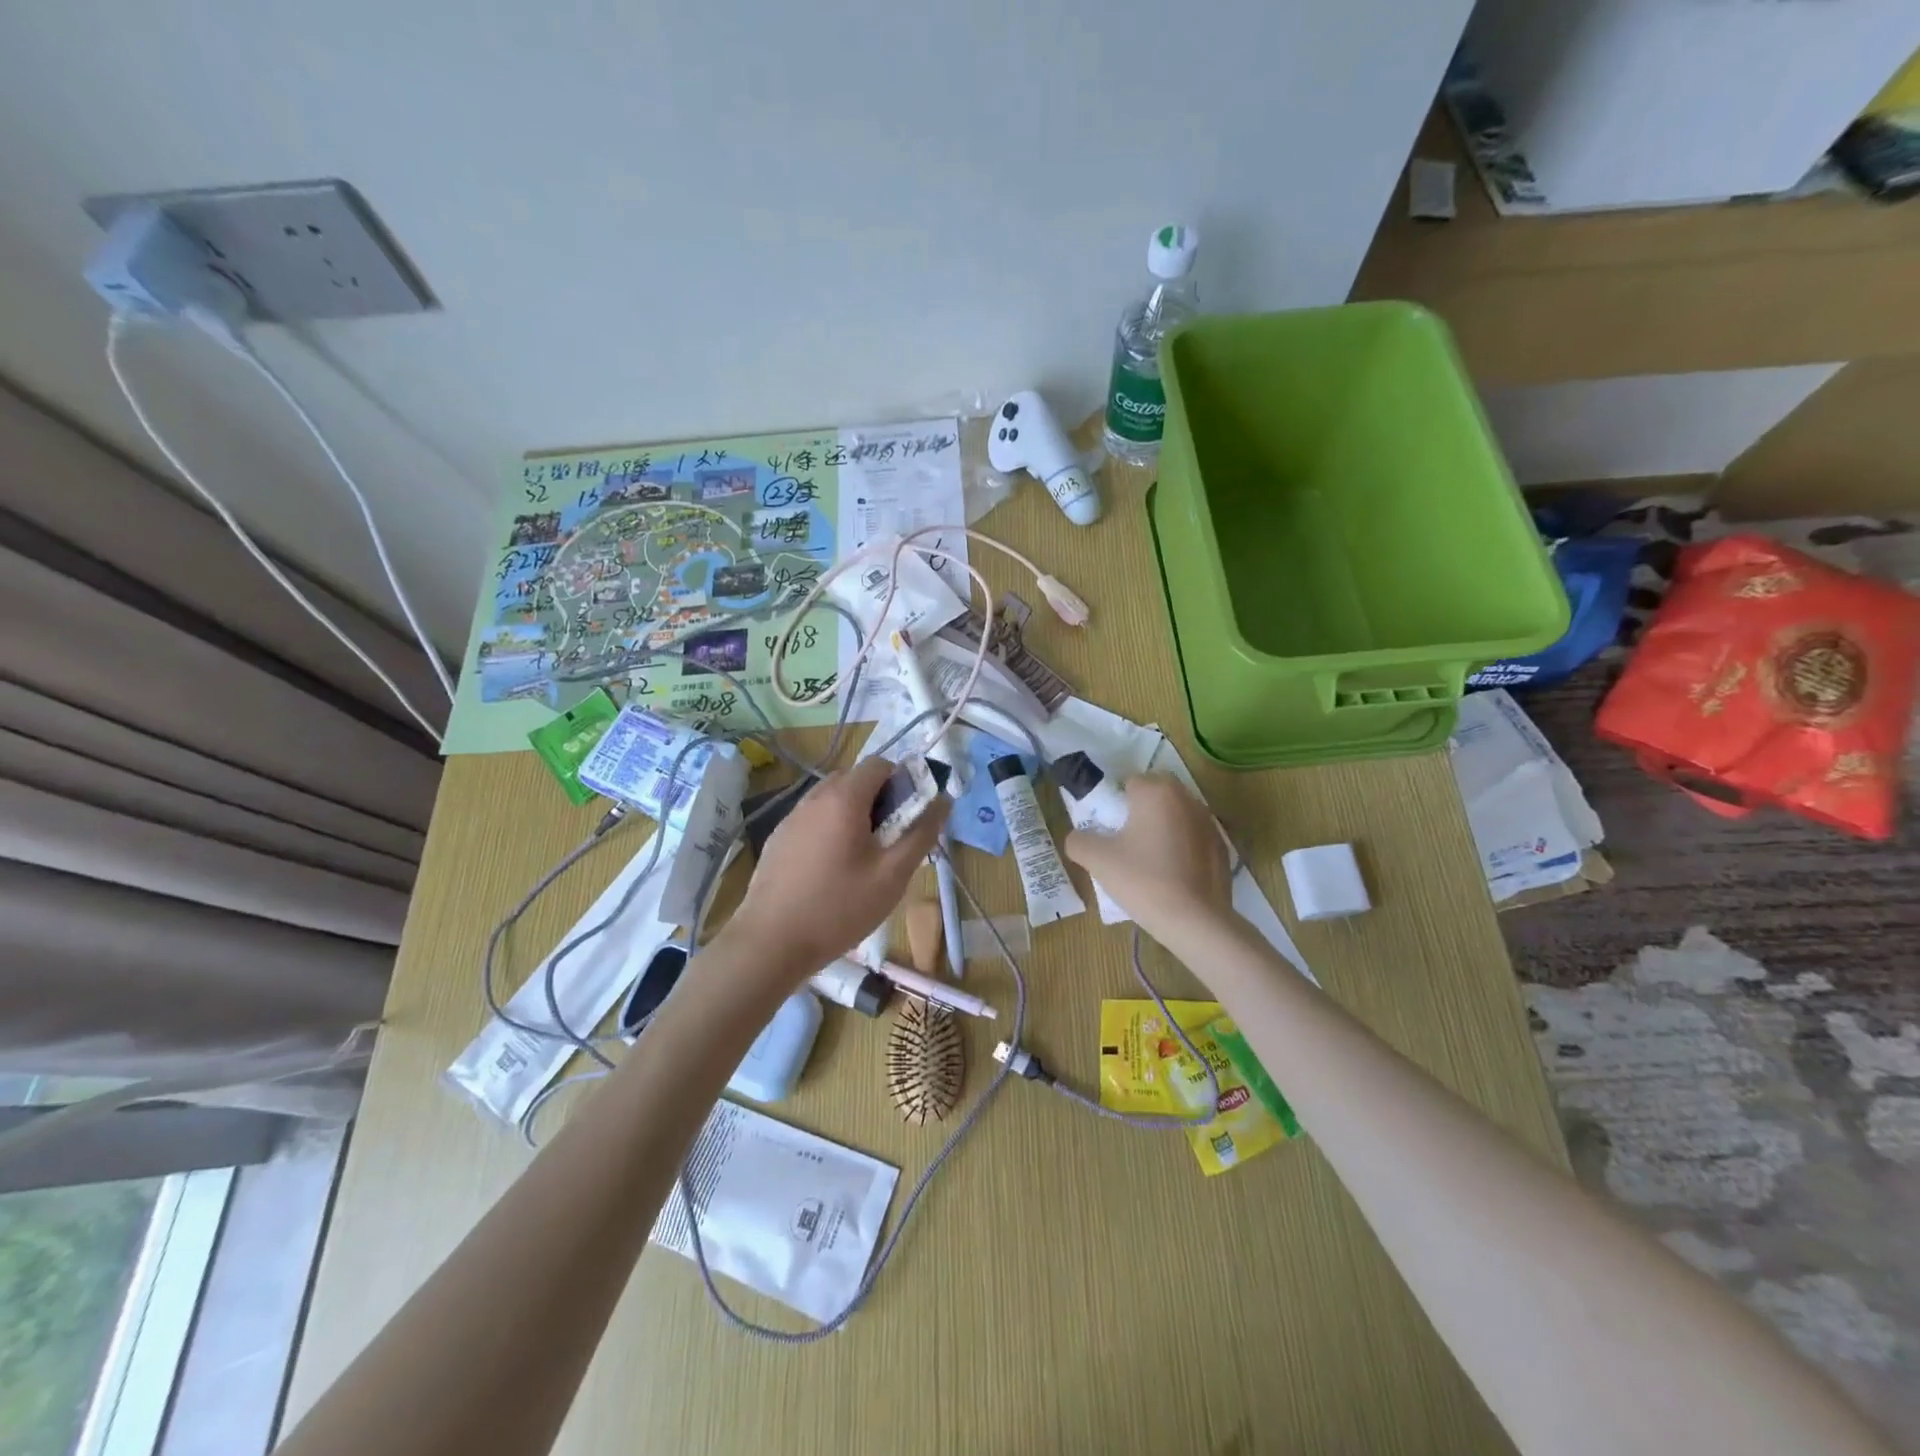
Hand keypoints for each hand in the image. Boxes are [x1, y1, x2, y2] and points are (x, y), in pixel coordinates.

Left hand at [727, 756, 950, 977]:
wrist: (770, 942)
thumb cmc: (839, 908)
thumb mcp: (892, 875)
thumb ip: (921, 833)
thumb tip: (943, 800)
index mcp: (844, 798)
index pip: (880, 764)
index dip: (902, 782)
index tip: (909, 817)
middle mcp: (814, 797)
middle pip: (855, 779)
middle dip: (879, 800)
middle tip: (890, 841)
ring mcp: (791, 817)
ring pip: (832, 800)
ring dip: (854, 815)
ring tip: (862, 859)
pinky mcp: (778, 838)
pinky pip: (813, 819)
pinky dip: (830, 830)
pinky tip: (831, 871)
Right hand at [1063, 773, 1232, 950]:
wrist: (1195, 921)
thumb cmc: (1143, 880)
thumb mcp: (1097, 860)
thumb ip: (1078, 841)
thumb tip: (1077, 838)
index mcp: (1156, 792)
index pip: (1130, 782)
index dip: (1117, 804)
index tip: (1111, 830)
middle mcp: (1186, 798)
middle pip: (1157, 794)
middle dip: (1142, 810)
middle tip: (1127, 841)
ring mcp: (1209, 822)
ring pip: (1178, 814)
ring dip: (1164, 827)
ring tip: (1151, 860)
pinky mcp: (1223, 846)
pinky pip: (1194, 837)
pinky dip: (1183, 847)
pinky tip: (1174, 874)